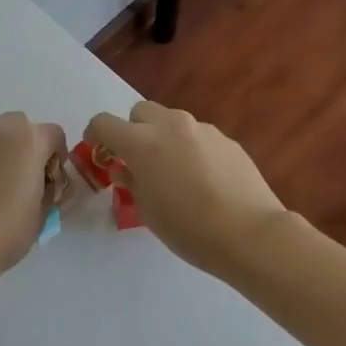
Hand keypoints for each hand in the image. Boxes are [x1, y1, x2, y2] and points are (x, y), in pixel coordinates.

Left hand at [0, 113, 66, 279]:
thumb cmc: (6, 230)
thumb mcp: (43, 213)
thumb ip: (49, 191)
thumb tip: (43, 186)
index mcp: (28, 139)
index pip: (54, 136)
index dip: (58, 160)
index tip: (51, 185)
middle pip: (22, 128)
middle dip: (29, 149)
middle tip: (27, 182)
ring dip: (4, 154)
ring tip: (1, 189)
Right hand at [85, 102, 292, 279]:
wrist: (251, 234)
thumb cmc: (189, 228)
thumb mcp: (147, 211)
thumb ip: (132, 182)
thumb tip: (127, 169)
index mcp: (142, 143)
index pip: (104, 123)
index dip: (95, 134)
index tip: (98, 149)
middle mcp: (170, 126)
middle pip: (140, 111)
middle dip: (133, 130)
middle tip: (138, 160)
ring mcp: (202, 129)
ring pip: (172, 121)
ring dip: (164, 138)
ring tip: (175, 172)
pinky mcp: (227, 140)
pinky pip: (198, 136)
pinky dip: (191, 149)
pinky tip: (204, 179)